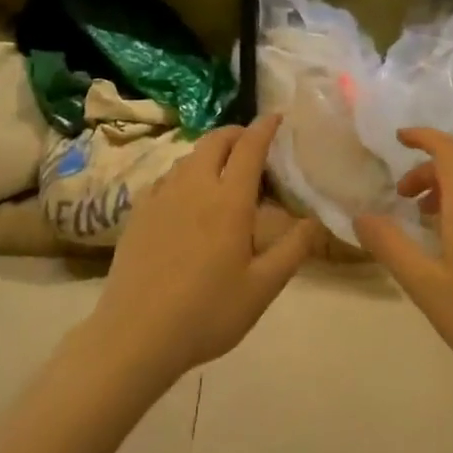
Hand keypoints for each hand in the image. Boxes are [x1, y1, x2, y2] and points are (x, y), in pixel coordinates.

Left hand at [89, 114, 318, 389]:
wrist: (135, 335)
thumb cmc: (207, 313)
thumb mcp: (262, 288)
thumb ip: (293, 250)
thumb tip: (316, 220)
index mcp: (228, 201)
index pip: (249, 148)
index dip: (264, 128)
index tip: (276, 116)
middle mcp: (194, 187)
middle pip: (215, 141)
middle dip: (236, 133)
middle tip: (251, 143)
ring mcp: (161, 197)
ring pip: (188, 157)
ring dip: (209, 152)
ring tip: (222, 169)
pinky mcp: (138, 212)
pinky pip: (166, 177)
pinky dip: (184, 173)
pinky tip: (186, 195)